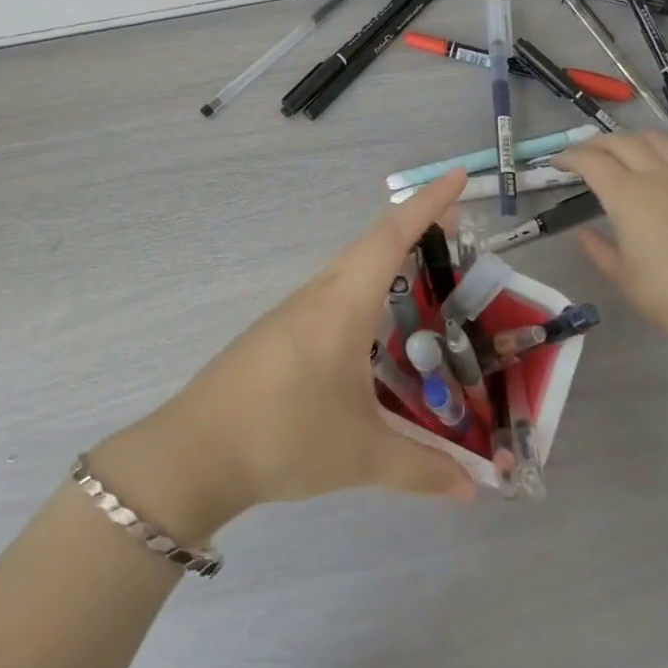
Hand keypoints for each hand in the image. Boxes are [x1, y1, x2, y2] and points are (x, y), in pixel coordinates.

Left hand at [91, 171, 475, 539]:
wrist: (194, 453)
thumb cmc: (285, 436)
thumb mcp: (362, 456)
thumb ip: (422, 469)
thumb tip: (473, 489)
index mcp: (342, 304)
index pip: (391, 236)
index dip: (427, 204)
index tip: (457, 178)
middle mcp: (317, 296)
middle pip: (371, 246)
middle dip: (414, 231)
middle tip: (455, 235)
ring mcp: (291, 313)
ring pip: (348, 272)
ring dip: (386, 264)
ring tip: (423, 282)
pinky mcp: (276, 335)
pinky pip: (331, 298)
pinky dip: (363, 295)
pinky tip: (372, 332)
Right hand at [552, 131, 667, 361]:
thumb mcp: (626, 280)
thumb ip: (600, 251)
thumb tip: (585, 233)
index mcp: (627, 196)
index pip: (591, 161)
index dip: (569, 157)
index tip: (557, 164)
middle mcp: (657, 175)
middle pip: (621, 141)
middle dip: (595, 143)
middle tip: (582, 155)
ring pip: (655, 139)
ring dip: (630, 139)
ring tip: (621, 152)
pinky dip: (661, 150)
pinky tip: (660, 168)